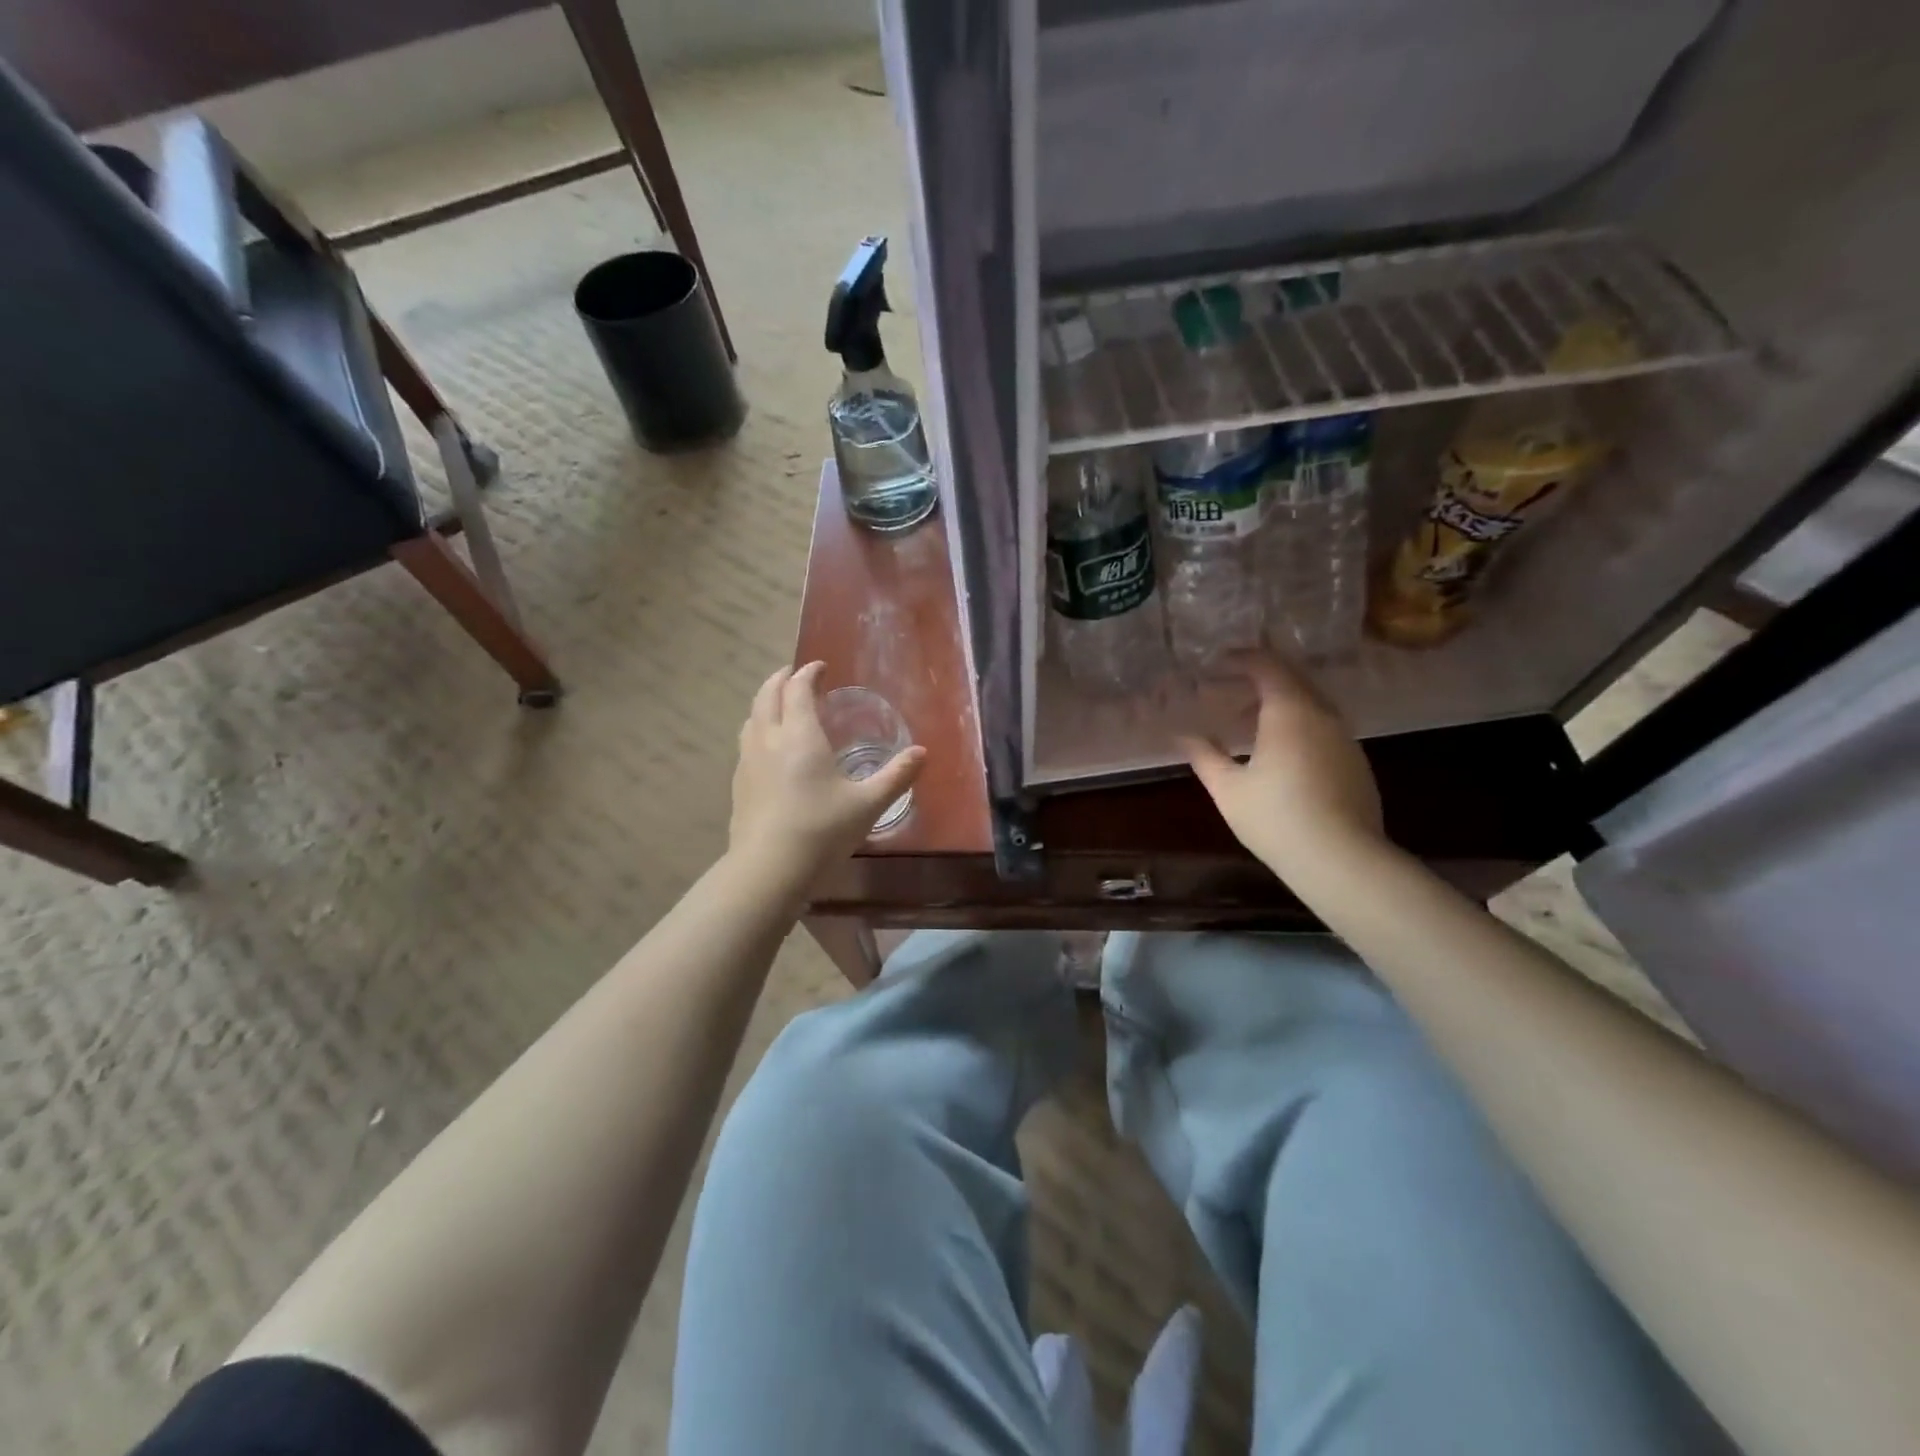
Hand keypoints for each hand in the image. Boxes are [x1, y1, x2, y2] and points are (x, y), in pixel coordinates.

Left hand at [728, 662, 925, 883]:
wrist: (768, 869)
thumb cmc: (822, 830)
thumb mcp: (868, 804)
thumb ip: (896, 776)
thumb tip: (922, 753)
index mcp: (800, 735)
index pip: (799, 689)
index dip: (809, 673)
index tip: (821, 667)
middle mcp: (769, 739)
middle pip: (768, 695)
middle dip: (782, 679)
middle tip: (795, 675)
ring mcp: (748, 761)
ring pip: (752, 718)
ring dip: (766, 703)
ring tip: (779, 706)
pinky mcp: (738, 784)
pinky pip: (746, 743)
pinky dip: (758, 730)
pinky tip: (768, 749)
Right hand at [1175, 654, 1384, 876]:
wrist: (1342, 860)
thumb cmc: (1276, 818)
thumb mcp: (1228, 788)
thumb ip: (1204, 755)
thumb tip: (1181, 735)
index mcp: (1289, 711)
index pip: (1266, 665)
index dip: (1240, 659)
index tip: (1215, 664)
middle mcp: (1322, 714)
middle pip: (1291, 679)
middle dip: (1257, 679)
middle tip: (1225, 691)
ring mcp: (1345, 738)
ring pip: (1309, 704)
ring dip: (1277, 704)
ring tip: (1245, 725)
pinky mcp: (1356, 762)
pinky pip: (1322, 727)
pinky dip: (1296, 725)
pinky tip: (1278, 754)